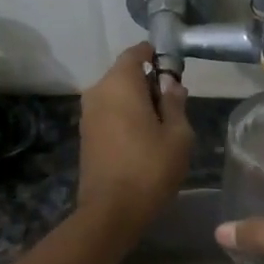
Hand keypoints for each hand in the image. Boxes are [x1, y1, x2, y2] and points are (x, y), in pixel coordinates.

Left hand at [76, 44, 192, 239]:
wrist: (112, 210)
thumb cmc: (150, 168)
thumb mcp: (178, 135)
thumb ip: (175, 104)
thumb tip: (171, 85)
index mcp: (120, 84)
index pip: (136, 53)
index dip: (155, 55)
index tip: (173, 68)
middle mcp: (98, 92)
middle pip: (125, 75)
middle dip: (148, 83)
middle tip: (174, 104)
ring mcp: (87, 115)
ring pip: (116, 96)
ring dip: (137, 103)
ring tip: (161, 125)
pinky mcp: (85, 136)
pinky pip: (109, 114)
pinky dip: (125, 117)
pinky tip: (143, 138)